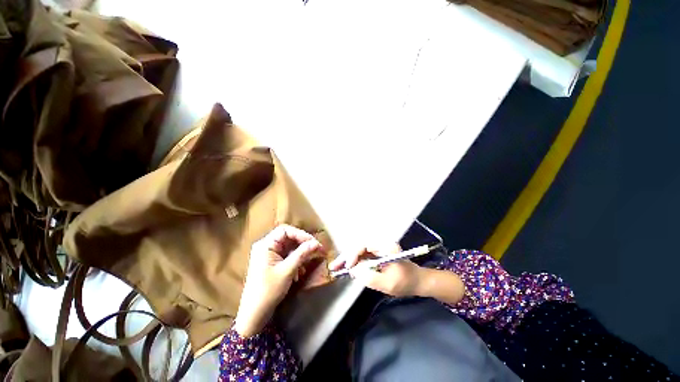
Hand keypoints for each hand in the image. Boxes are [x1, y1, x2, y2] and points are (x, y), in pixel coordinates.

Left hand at [234, 225, 324, 336]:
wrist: (255, 314)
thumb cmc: (268, 290)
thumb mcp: (287, 270)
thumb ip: (302, 254)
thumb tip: (316, 243)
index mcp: (265, 245)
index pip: (285, 230)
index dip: (300, 234)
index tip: (313, 242)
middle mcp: (266, 246)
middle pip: (288, 238)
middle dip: (303, 244)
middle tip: (317, 250)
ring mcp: (269, 254)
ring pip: (289, 247)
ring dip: (300, 254)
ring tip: (308, 263)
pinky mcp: (273, 262)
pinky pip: (287, 256)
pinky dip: (296, 261)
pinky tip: (300, 272)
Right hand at [329, 244, 426, 297]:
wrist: (418, 281)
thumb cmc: (406, 282)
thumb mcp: (389, 283)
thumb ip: (370, 277)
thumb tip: (353, 271)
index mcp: (386, 246)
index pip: (365, 245)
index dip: (354, 254)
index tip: (348, 267)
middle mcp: (380, 244)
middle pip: (359, 247)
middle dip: (346, 256)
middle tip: (334, 266)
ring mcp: (378, 249)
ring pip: (359, 252)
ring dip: (348, 259)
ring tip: (336, 267)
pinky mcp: (377, 255)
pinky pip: (362, 257)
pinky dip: (354, 262)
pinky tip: (346, 268)